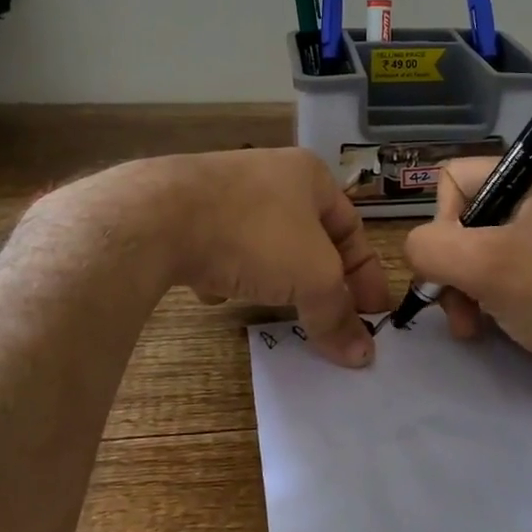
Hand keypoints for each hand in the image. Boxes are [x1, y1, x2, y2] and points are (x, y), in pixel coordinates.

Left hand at [151, 148, 389, 367]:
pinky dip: (227, 272)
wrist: (158, 217)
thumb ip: (338, 314)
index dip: (367, 274)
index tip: (373, 315)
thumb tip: (362, 356)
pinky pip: (221, 248)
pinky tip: (217, 292)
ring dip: (274, 277)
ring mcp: (223, 191)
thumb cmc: (255, 234)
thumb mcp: (312, 276)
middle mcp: (269, 175)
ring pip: (264, 244)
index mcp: (309, 176)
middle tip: (330, 319)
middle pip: (309, 238)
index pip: (353, 228)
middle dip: (320, 281)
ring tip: (275, 308)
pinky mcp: (184, 212)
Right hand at [403, 159, 531, 391]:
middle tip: (460, 313)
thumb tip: (419, 250)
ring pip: (491, 251)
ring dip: (473, 290)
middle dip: (453, 268)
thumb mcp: (485, 267)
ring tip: (478, 328)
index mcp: (529, 179)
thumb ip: (431, 248)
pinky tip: (509, 327)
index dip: (440, 222)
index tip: (453, 265)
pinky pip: (521, 272)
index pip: (452, 178)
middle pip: (469, 219)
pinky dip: (503, 298)